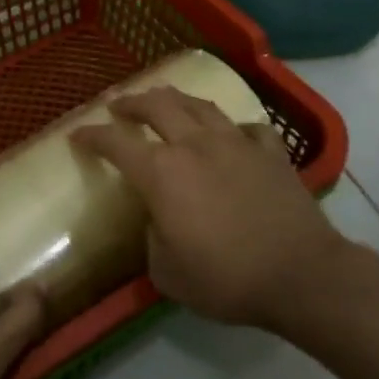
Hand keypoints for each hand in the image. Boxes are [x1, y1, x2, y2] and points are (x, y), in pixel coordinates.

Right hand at [71, 87, 343, 328]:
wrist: (300, 274)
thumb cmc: (227, 278)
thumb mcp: (168, 274)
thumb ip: (153, 240)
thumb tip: (159, 221)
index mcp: (162, 172)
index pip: (116, 143)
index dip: (92, 136)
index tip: (77, 134)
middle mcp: (195, 144)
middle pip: (157, 105)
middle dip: (132, 101)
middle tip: (119, 104)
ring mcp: (236, 143)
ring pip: (200, 105)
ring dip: (176, 99)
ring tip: (166, 100)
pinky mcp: (271, 152)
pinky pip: (248, 128)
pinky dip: (234, 128)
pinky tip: (233, 134)